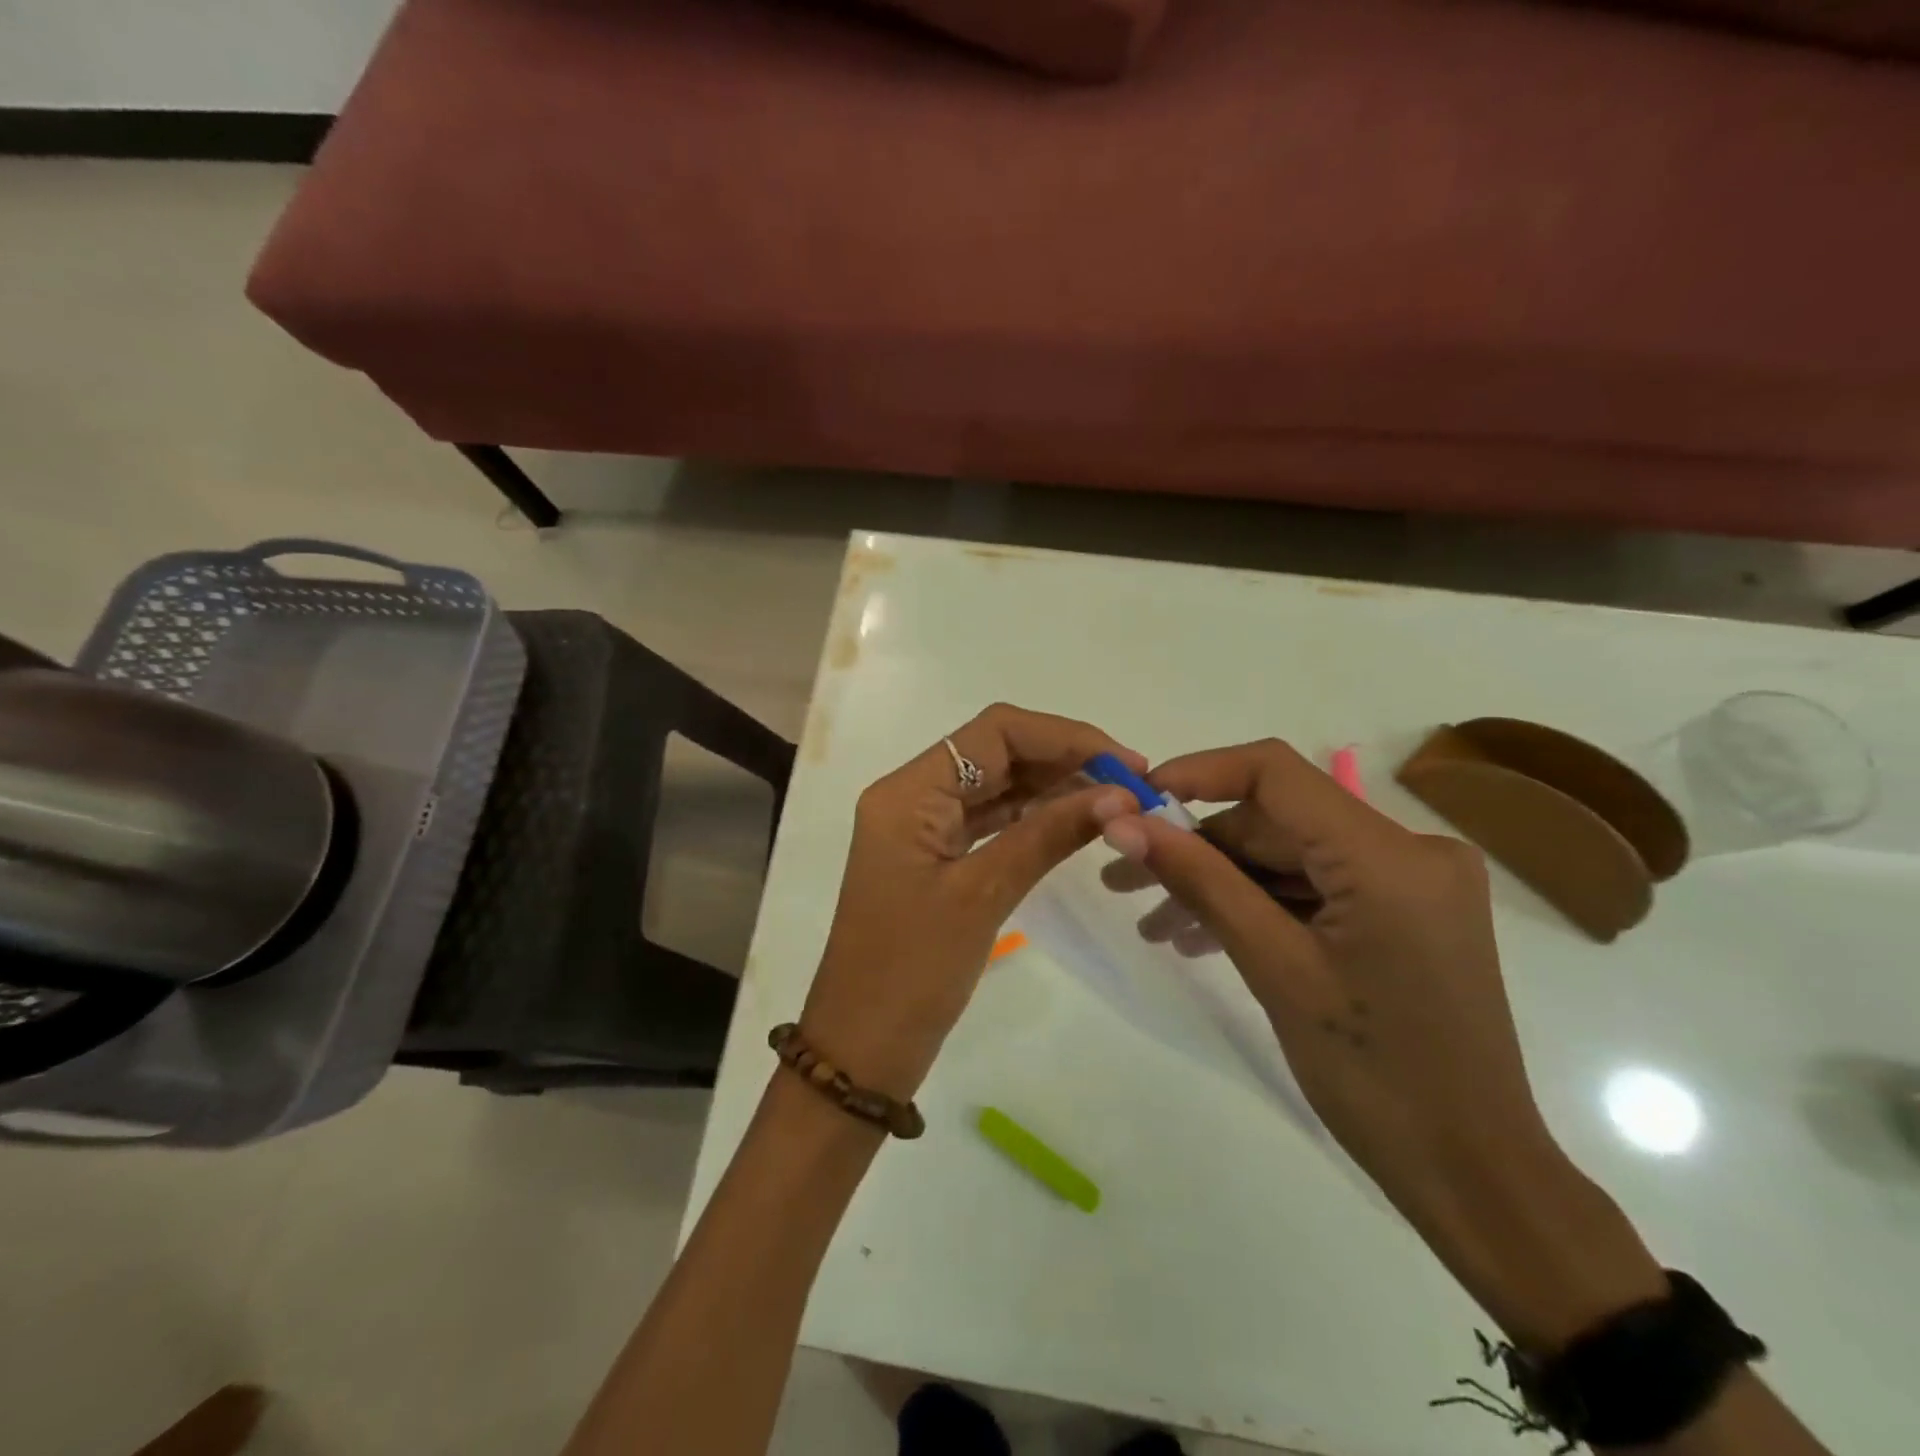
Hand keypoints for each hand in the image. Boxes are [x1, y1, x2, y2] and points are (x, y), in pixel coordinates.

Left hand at [799, 704, 1141, 1100]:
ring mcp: (921, 827)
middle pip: (996, 751)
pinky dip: (1032, 816)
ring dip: (1053, 786)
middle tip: (1132, 784)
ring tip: (1116, 801)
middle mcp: (911, 795)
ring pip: (996, 784)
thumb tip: (1121, 796)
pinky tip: (1076, 822)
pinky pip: (989, 819)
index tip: (1125, 763)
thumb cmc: (911, 972)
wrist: (862, 1048)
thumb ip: (1048, 835)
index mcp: (908, 792)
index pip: (995, 732)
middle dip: (1064, 758)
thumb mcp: (982, 895)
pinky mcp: (934, 856)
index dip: (1065, 737)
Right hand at [1100, 740, 1664, 1350]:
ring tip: (1154, 924)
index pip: (1276, 773)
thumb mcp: (1274, 967)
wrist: (1471, 1173)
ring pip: (1290, 856)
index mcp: (1390, 856)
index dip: (1197, 773)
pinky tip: (1203, 936)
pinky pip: (1316, 888)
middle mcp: (1411, 850)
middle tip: (1124, 880)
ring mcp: (1412, 882)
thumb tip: (1123, 825)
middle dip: (1198, 847)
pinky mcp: (1404, 911)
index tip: (1135, 802)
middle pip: (1278, 820)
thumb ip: (1199, 880)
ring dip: (1222, 882)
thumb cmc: (1374, 1076)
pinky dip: (1261, 905)